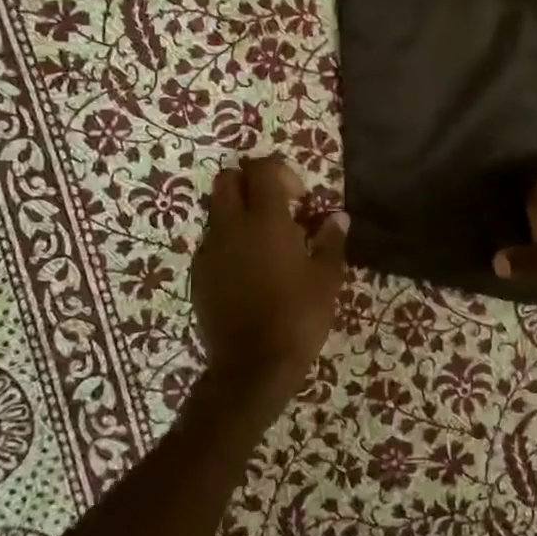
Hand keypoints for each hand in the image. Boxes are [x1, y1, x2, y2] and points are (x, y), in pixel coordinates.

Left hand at [190, 155, 347, 409]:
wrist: (251, 366)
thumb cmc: (297, 316)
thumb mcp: (326, 278)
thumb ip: (331, 241)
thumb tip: (337, 217)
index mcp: (264, 219)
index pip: (262, 169)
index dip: (281, 172)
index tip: (300, 198)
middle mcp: (231, 226)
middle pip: (228, 179)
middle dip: (251, 183)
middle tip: (277, 207)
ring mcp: (209, 250)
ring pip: (218, 210)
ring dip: (239, 212)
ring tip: (266, 242)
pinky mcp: (199, 274)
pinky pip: (212, 242)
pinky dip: (230, 241)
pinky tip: (250, 269)